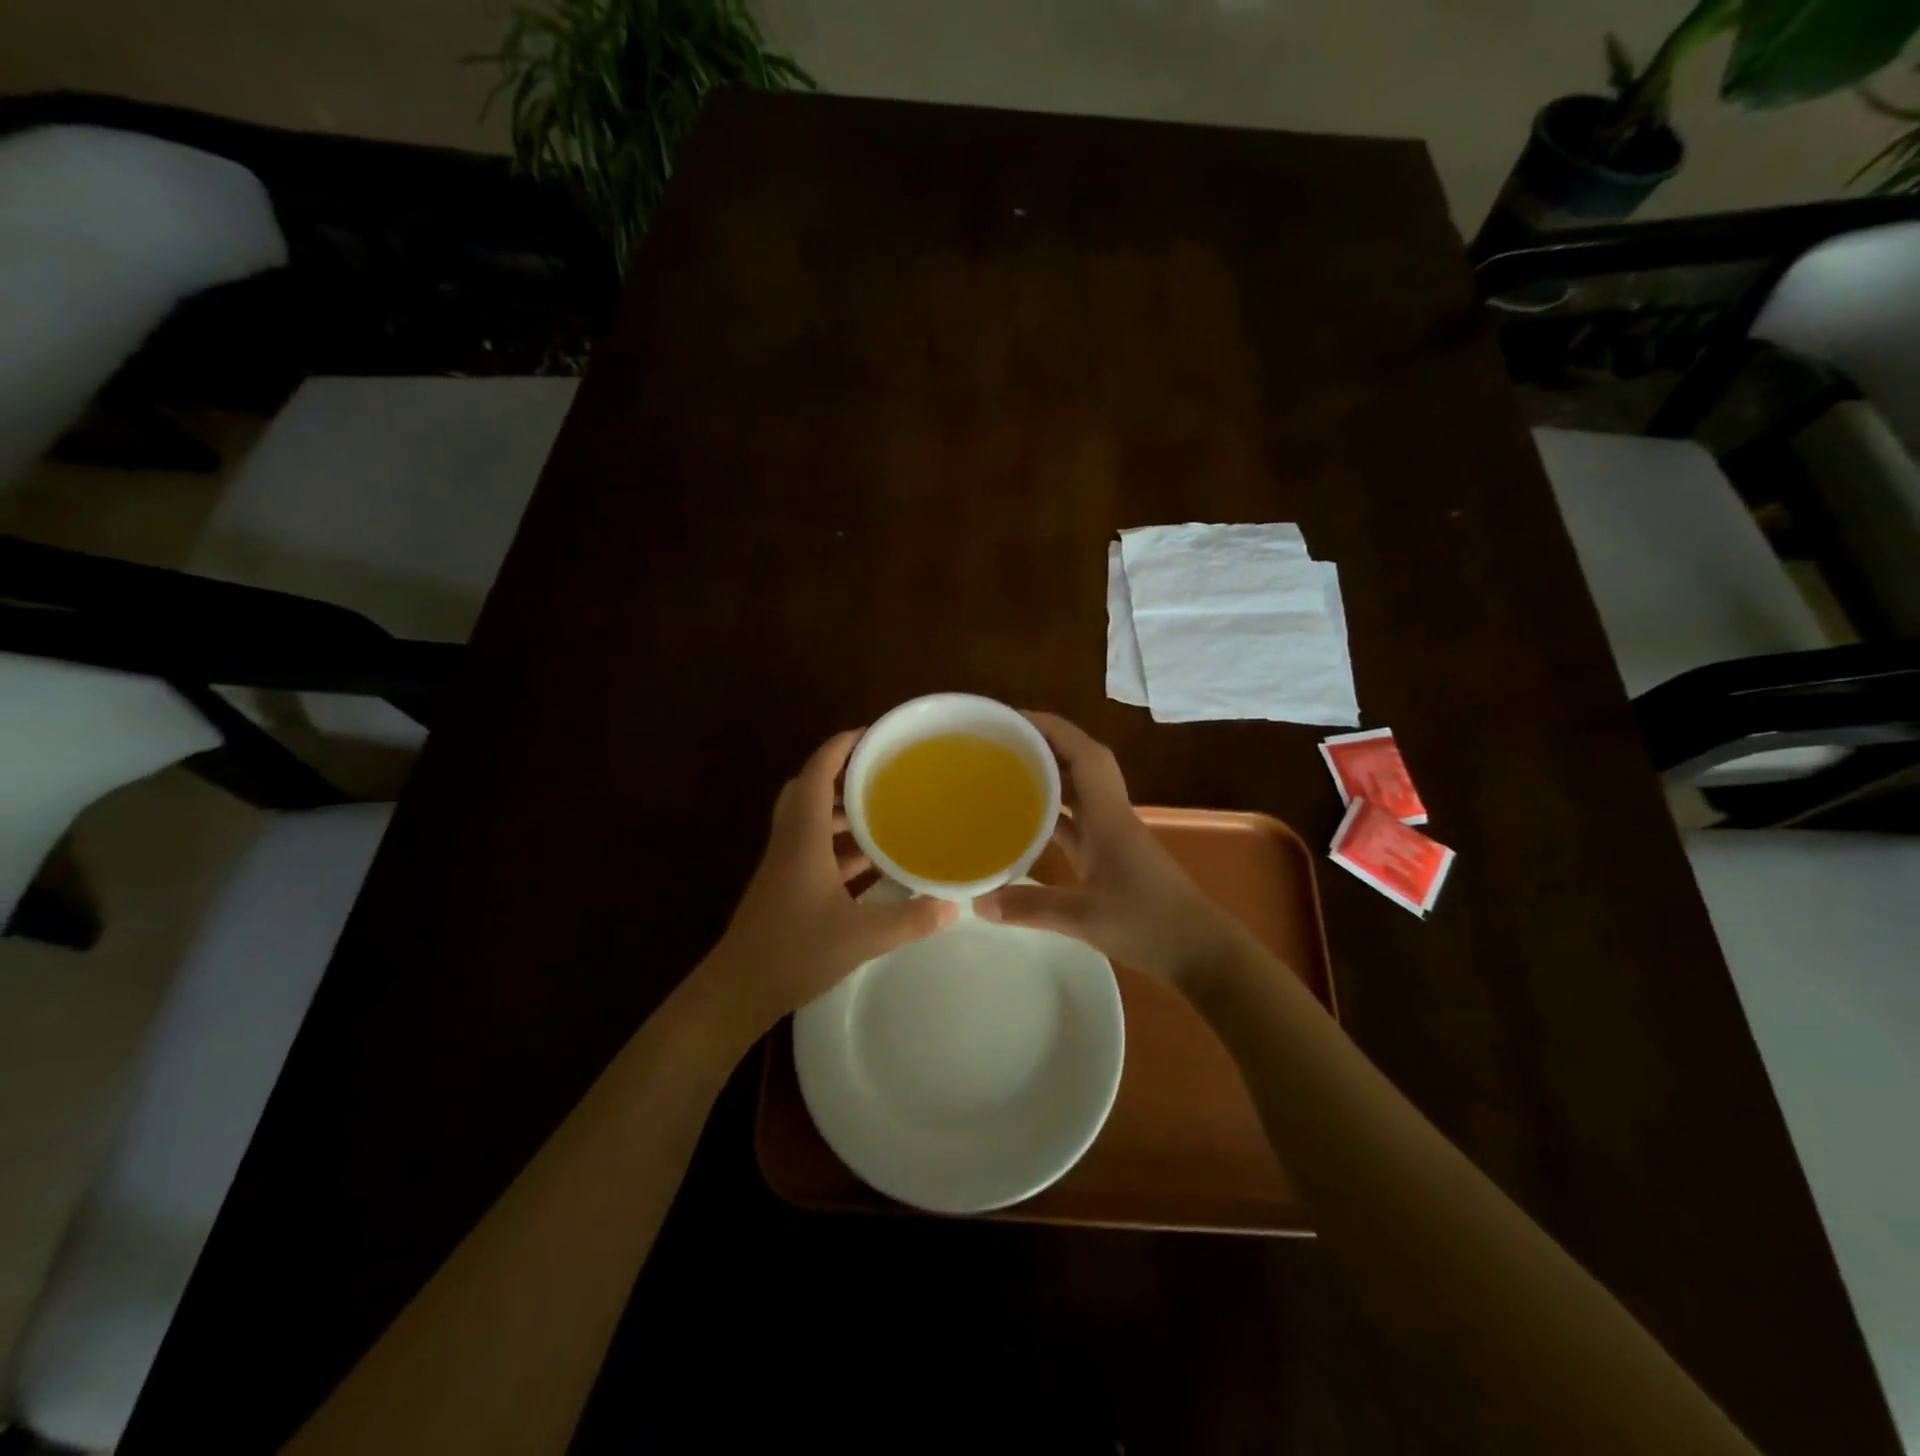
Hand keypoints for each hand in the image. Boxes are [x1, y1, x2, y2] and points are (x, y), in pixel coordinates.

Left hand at [692, 730, 957, 1048]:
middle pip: (808, 790)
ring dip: (842, 811)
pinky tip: (872, 861)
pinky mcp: (787, 887)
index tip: (872, 733)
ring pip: (811, 821)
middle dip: (842, 773)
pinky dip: (840, 844)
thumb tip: (953, 905)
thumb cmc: (794, 952)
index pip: (816, 774)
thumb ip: (910, 920)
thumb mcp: (861, 936)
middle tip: (881, 770)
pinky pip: (815, 849)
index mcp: (803, 838)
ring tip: (885, 809)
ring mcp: (786, 865)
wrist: (738, 991)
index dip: (840, 747)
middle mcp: (791, 842)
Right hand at [975, 712, 1248, 987]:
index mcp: (1109, 816)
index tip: (1014, 720)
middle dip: (1043, 747)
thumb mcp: (1084, 917)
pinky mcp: (1112, 857)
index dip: (1052, 729)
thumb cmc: (1149, 924)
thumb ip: (1030, 907)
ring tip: (1005, 773)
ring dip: (1048, 778)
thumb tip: (978, 902)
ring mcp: (1113, 837)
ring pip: (1079, 793)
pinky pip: (1078, 823)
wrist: (1201, 952)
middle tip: (999, 744)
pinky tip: (1025, 824)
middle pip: (1080, 765)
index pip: (1084, 754)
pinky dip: (1053, 815)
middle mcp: (1111, 816)